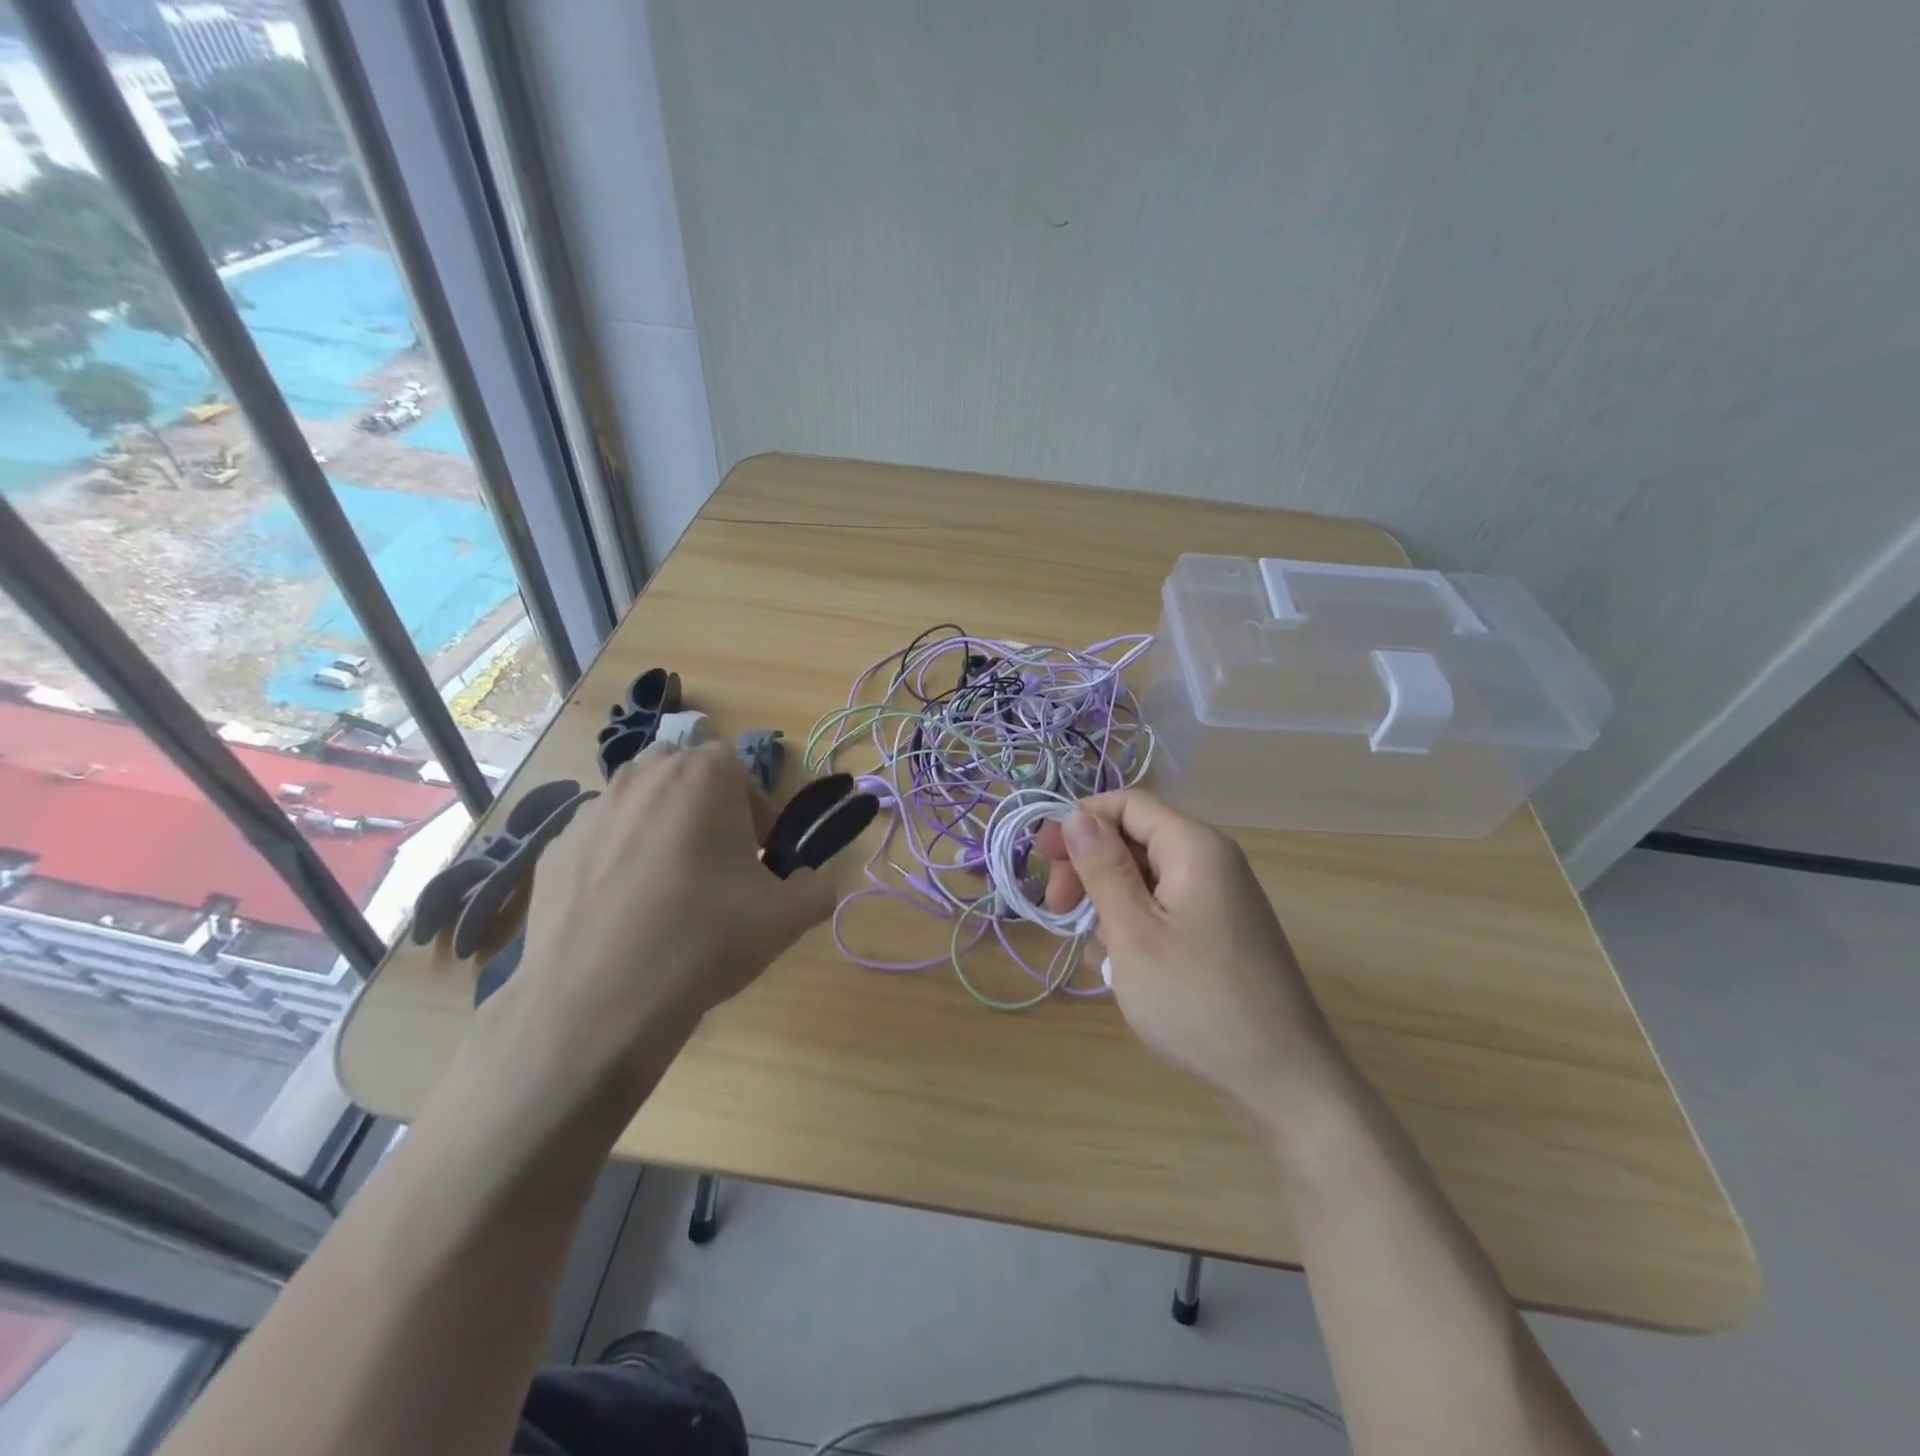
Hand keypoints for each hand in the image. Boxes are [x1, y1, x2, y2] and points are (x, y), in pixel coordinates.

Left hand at [487, 741, 834, 1104]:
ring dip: (660, 828)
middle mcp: (643, 777)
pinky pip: (600, 841)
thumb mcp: (787, 918)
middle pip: (685, 776)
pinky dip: (616, 860)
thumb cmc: (704, 940)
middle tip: (718, 865)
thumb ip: (818, 887)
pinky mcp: (554, 849)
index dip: (755, 809)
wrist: (598, 1003)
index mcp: (703, 777)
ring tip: (668, 889)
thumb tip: (812, 882)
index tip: (758, 855)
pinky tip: (622, 912)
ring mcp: (591, 811)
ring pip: (639, 803)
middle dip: (706, 809)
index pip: (738, 767)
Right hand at [1036, 791, 1348, 1120]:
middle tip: (1059, 910)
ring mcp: (1219, 898)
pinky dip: (1135, 925)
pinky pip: (1165, 907)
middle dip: (1090, 866)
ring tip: (1096, 952)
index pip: (1127, 803)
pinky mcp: (1220, 931)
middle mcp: (1212, 861)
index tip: (1042, 860)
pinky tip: (1121, 967)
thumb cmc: (1196, 1000)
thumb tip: (1076, 815)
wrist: (1282, 1080)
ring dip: (1109, 903)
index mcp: (1194, 847)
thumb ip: (1103, 868)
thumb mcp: (1134, 932)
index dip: (1079, 821)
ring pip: (1146, 877)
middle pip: (1135, 838)